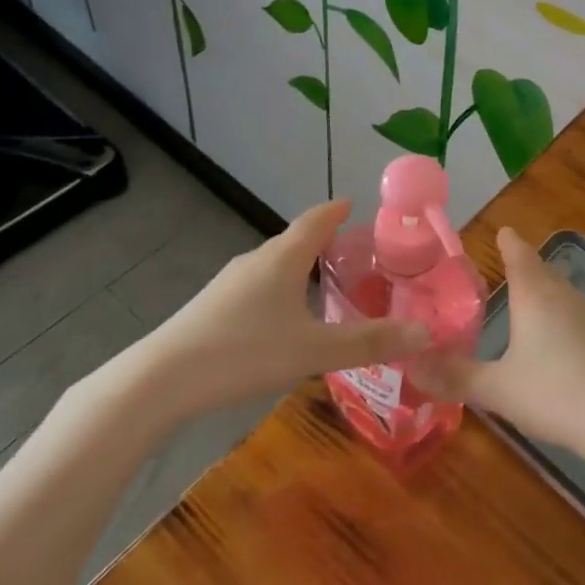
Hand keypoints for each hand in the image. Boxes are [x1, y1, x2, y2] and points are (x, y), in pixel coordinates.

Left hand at [121, 200, 429, 424]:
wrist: (159, 380)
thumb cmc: (245, 352)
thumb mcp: (314, 350)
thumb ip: (370, 342)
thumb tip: (425, 333)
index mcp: (284, 258)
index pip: (317, 220)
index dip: (337, 211)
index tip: (353, 204)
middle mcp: (256, 260)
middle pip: (295, 241)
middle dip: (322, 241)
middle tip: (351, 253)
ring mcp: (228, 283)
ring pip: (273, 265)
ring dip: (298, 267)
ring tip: (321, 286)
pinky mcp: (211, 307)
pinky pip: (255, 286)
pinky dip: (277, 290)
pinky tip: (280, 320)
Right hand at [413, 227, 584, 464]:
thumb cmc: (553, 392)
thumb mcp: (496, 388)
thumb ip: (454, 376)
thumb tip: (411, 364)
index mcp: (534, 295)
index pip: (519, 254)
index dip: (508, 242)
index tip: (500, 231)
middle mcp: (561, 295)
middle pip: (541, 268)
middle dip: (523, 263)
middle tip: (503, 263)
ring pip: (559, 289)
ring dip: (541, 287)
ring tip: (524, 295)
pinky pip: (571, 311)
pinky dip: (556, 311)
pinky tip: (551, 334)